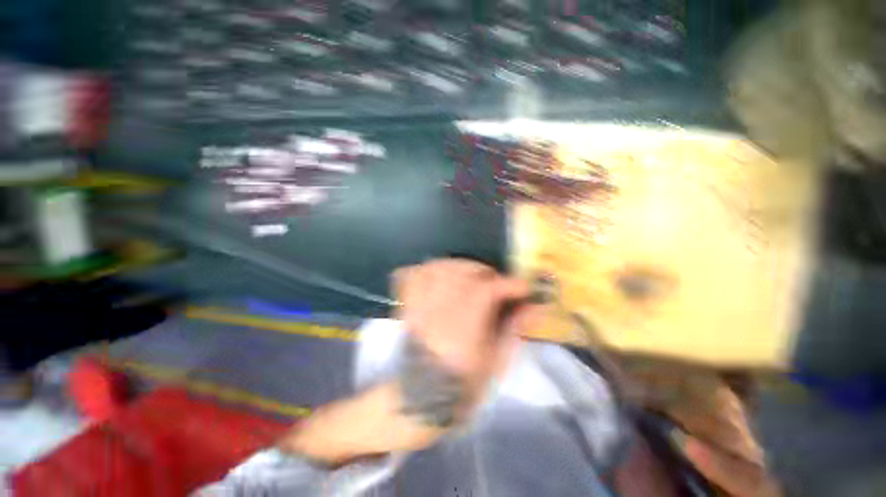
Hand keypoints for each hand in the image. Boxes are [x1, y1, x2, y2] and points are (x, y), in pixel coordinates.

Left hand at [278, 259, 535, 464]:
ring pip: (441, 267)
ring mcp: (417, 306)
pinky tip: (441, 276)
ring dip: (462, 267)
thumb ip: (510, 337)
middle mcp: (438, 312)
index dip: (509, 282)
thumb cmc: (453, 399)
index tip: (523, 284)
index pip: (488, 290)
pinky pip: (416, 273)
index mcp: (462, 333)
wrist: (405, 409)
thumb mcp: (491, 375)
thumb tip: (528, 310)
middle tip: (499, 282)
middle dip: (486, 272)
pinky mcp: (405, 306)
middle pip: (465, 273)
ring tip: (474, 277)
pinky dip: (432, 267)